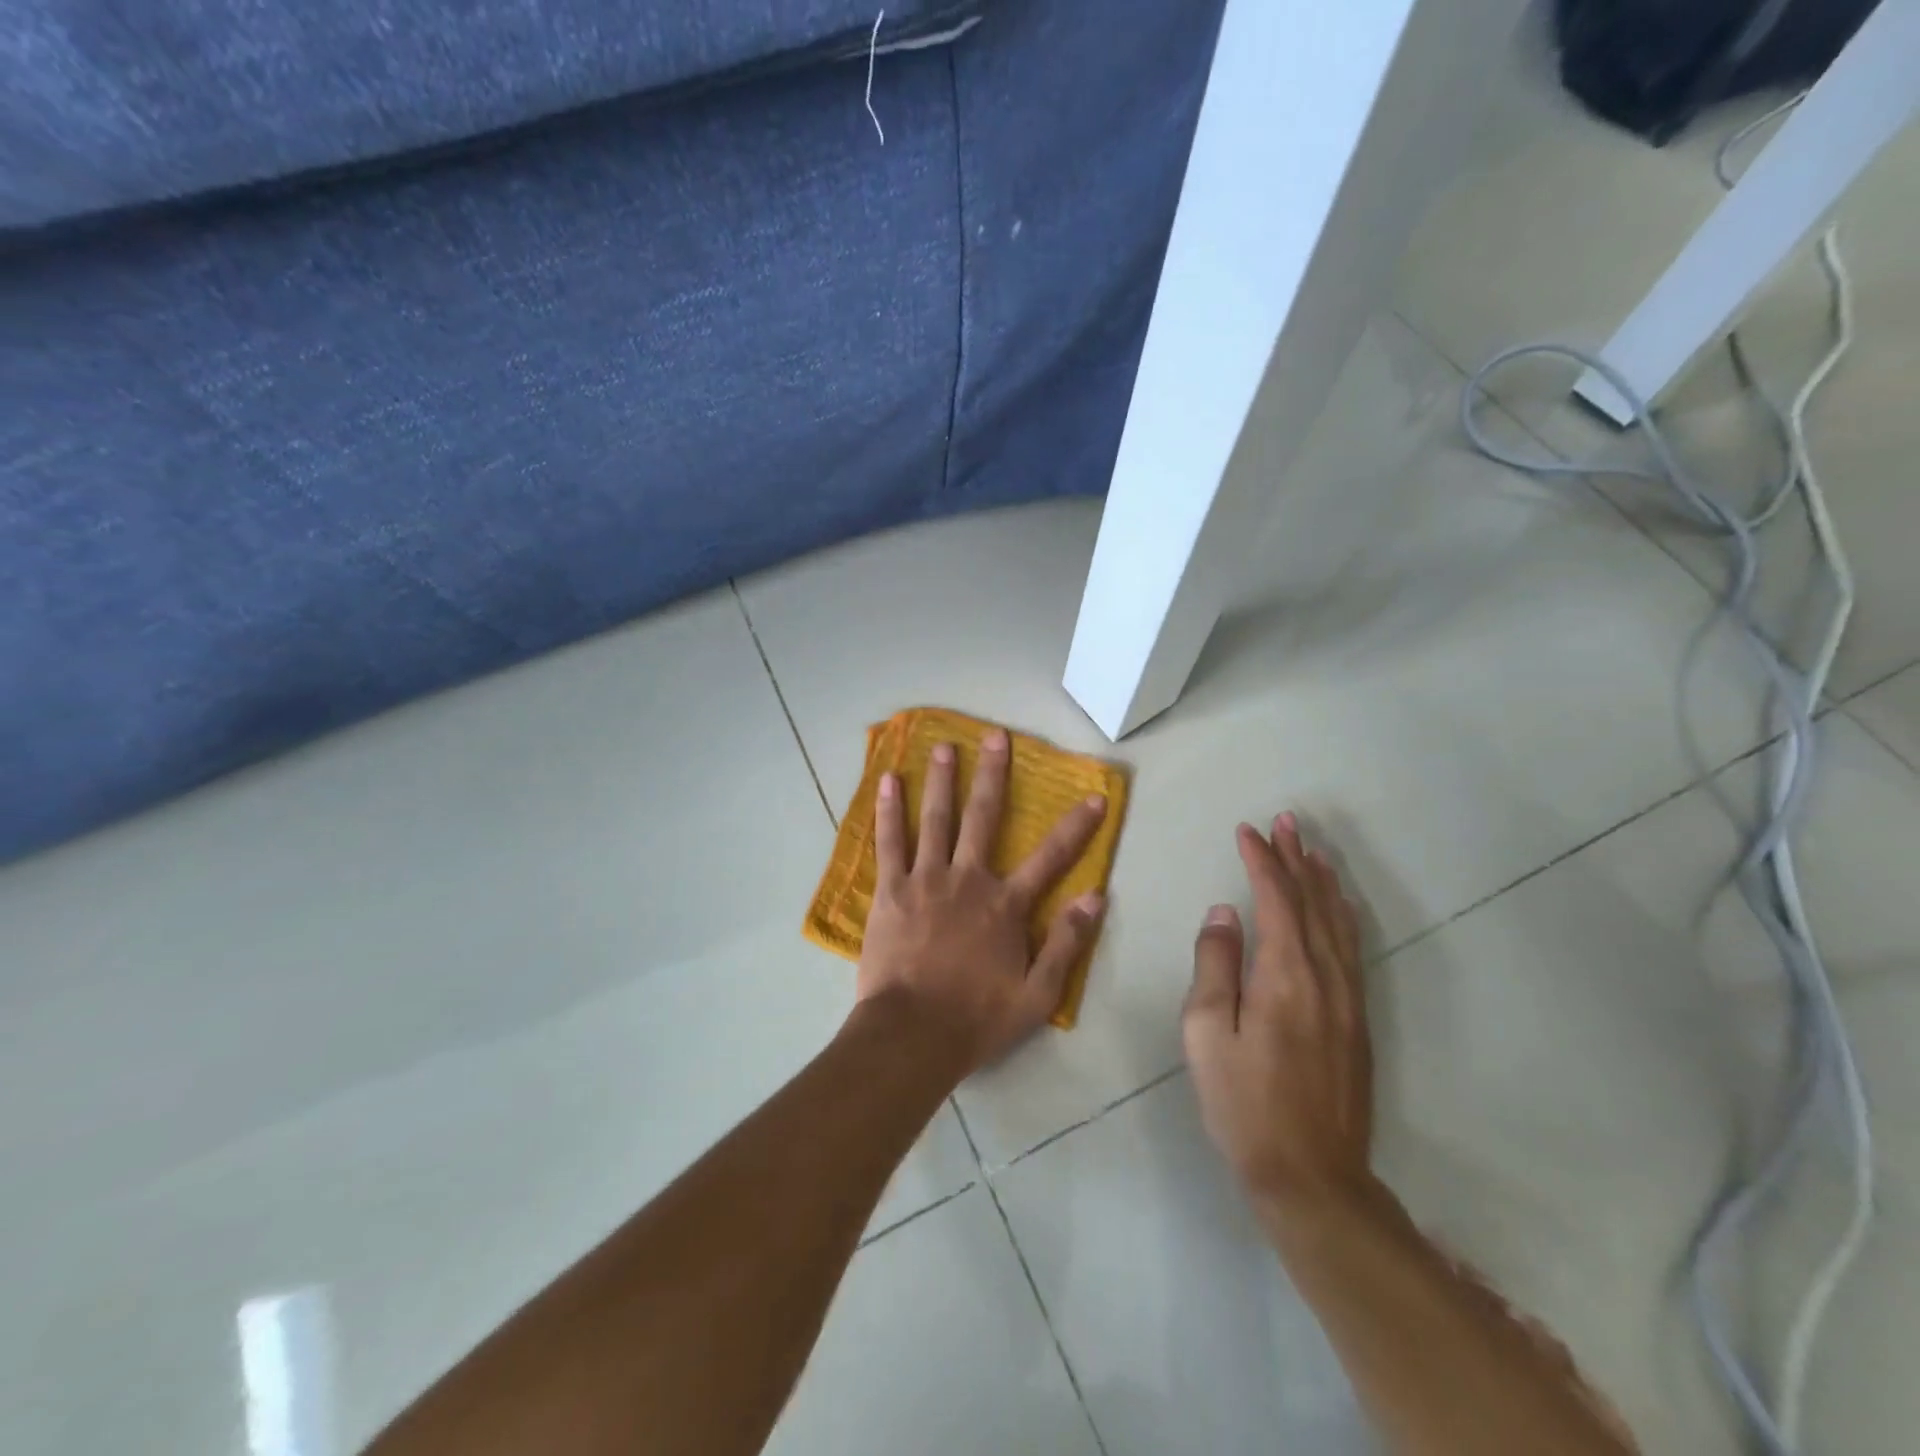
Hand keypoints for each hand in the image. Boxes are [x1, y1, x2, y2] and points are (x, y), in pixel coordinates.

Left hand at [855, 729, 1107, 1073]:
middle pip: (983, 818)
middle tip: (994, 735)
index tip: (1095, 796)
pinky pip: (889, 842)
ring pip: (935, 819)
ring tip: (943, 745)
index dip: (1076, 826)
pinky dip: (889, 810)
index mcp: (1005, 905)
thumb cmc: (976, 1018)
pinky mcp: (891, 890)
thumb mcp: (1037, 995)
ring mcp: (926, 880)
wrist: (912, 1034)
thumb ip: (1066, 943)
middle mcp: (968, 880)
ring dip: (941, 780)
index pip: (1051, 857)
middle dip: (992, 775)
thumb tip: (1096, 897)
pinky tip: (888, 781)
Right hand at [1183, 813, 1373, 1224]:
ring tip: (1312, 850)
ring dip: (1323, 882)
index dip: (1262, 861)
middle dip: (1296, 858)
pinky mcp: (1357, 1021)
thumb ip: (1215, 965)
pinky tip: (1337, 908)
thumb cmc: (1243, 1103)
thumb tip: (1224, 913)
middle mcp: (1324, 977)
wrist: (1311, 1177)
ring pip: (1338, 923)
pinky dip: (1342, 915)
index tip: (1247, 830)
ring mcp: (1348, 1000)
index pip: (1275, 900)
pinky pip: (1351, 948)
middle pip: (1312, 903)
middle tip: (1287, 822)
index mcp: (1285, 976)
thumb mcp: (1206, 1033)